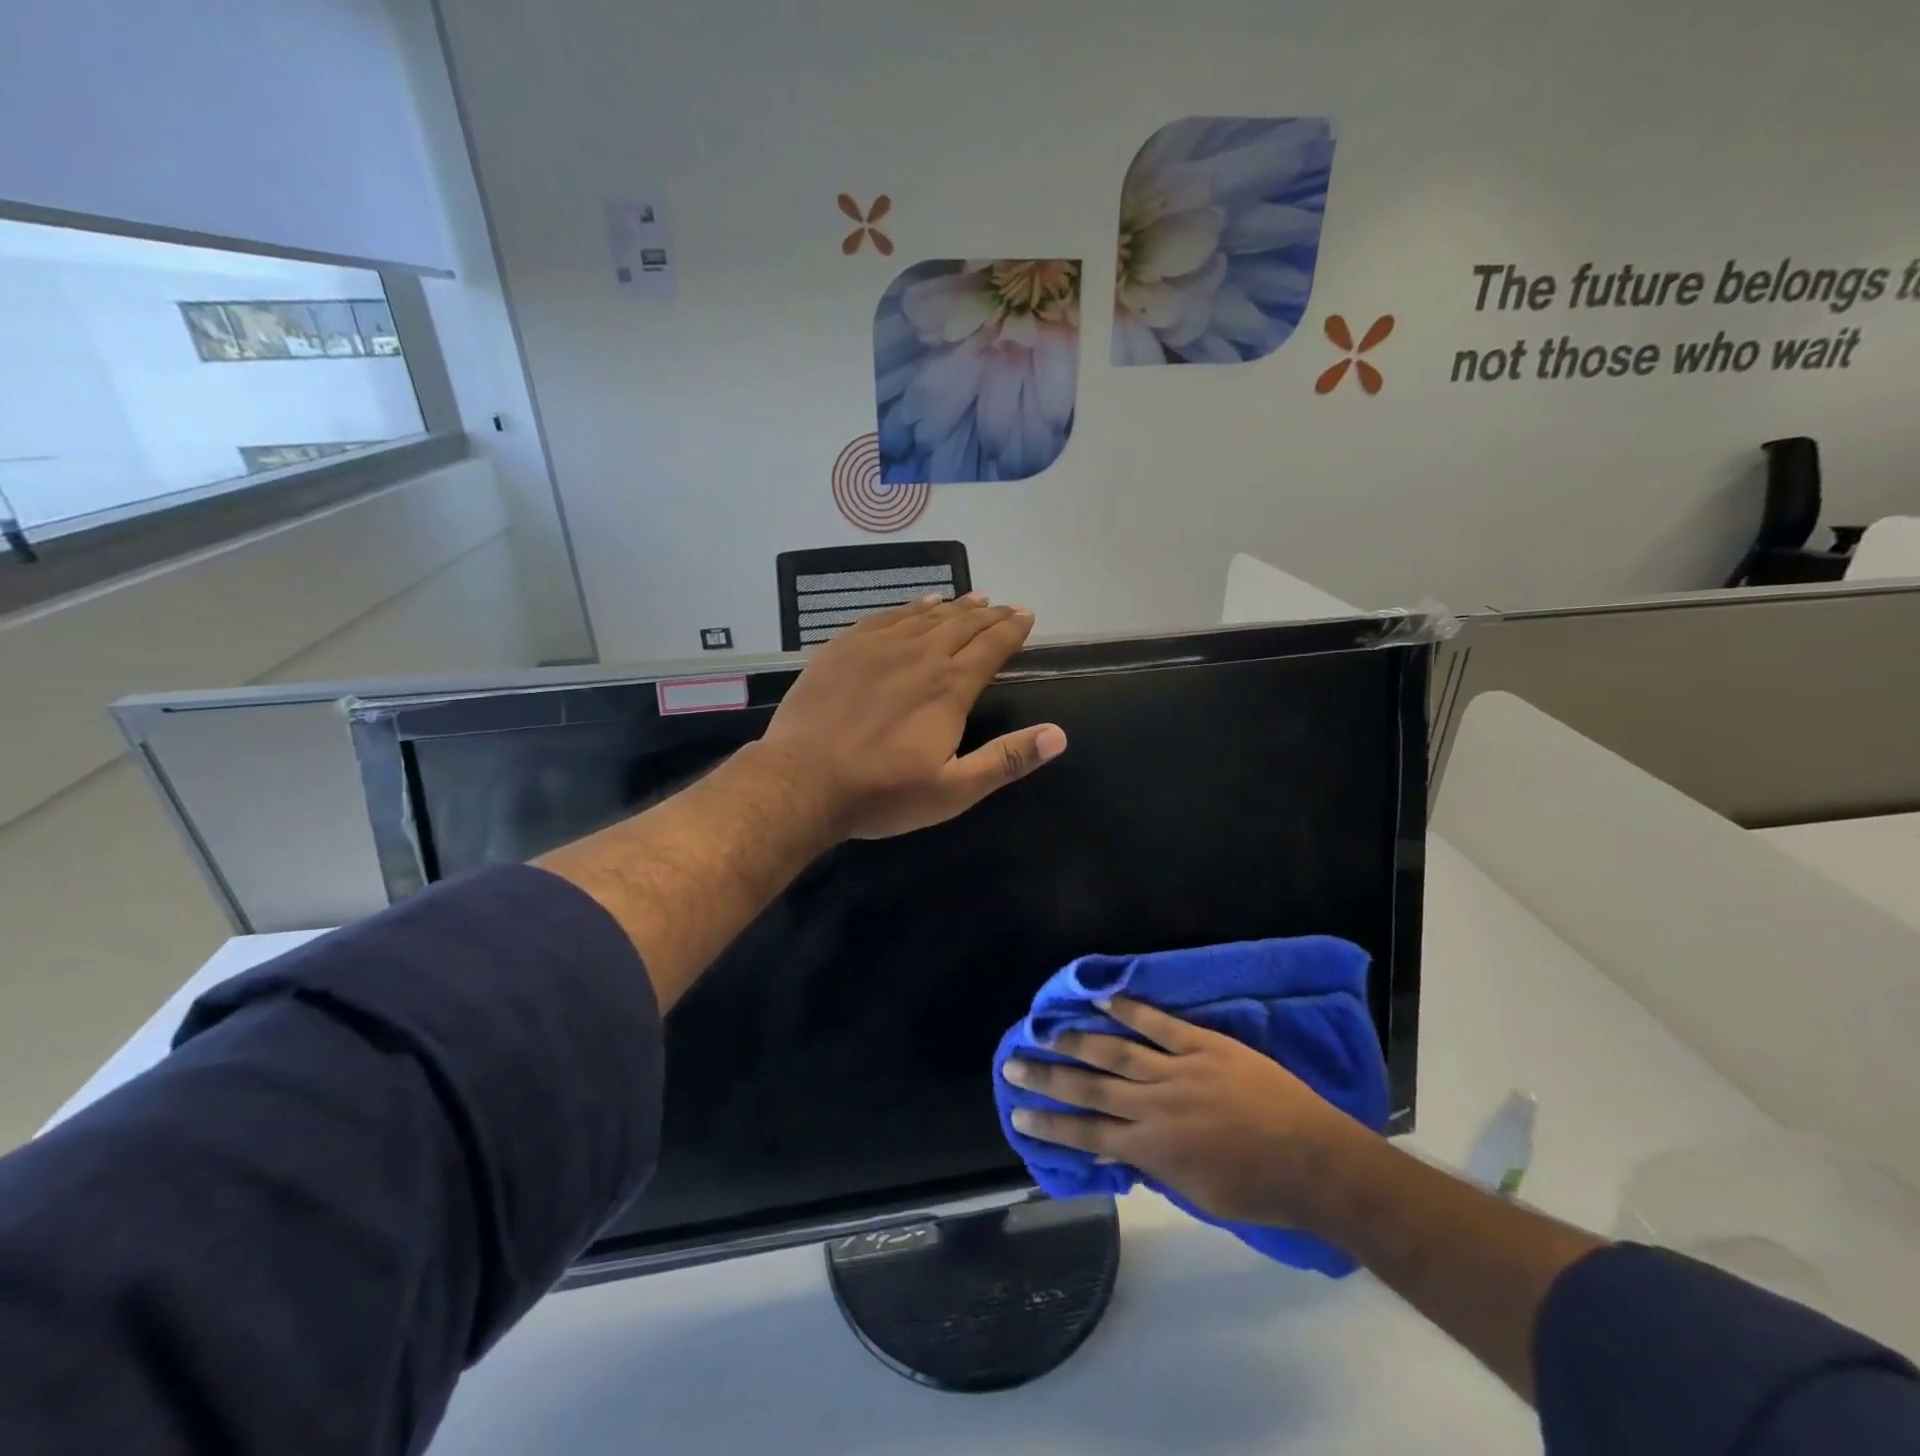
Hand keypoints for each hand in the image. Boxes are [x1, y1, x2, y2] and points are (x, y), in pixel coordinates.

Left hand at [757, 593, 1067, 840]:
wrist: (802, 781)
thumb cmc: (882, 793)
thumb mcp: (953, 790)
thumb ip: (1006, 760)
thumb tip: (1059, 735)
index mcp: (949, 687)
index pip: (991, 647)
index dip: (1012, 630)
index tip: (1026, 616)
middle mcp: (919, 656)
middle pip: (962, 625)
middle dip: (989, 615)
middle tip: (1006, 607)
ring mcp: (877, 647)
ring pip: (925, 617)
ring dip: (954, 607)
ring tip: (973, 599)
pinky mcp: (843, 649)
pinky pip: (885, 617)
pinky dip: (909, 608)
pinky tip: (918, 605)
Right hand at [1004, 996, 1371, 1230]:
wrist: (1316, 1162)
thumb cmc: (1259, 1190)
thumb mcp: (1198, 1194)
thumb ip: (1155, 1167)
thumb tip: (1119, 1150)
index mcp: (1154, 1148)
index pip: (1089, 1135)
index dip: (1050, 1125)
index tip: (1019, 1114)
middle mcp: (1156, 1106)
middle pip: (1090, 1089)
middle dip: (1048, 1078)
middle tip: (1013, 1065)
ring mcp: (1179, 1071)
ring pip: (1117, 1051)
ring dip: (1077, 1040)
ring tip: (1045, 1029)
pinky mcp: (1205, 1046)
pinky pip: (1160, 1023)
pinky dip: (1130, 1009)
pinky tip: (1102, 997)